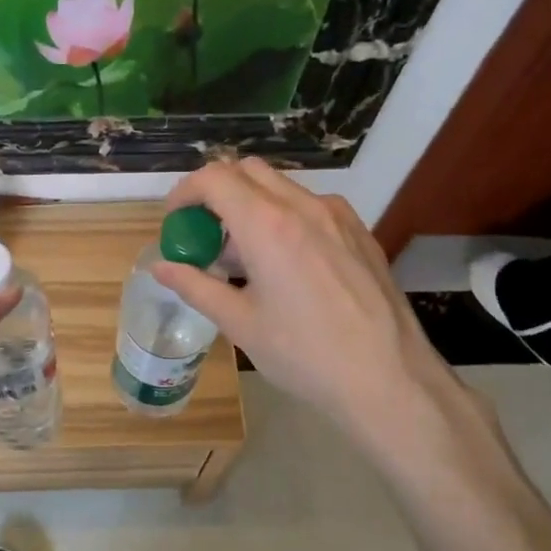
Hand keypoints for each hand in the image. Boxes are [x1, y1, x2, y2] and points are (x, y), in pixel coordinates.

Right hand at [152, 159, 487, 470]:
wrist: (390, 379)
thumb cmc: (304, 354)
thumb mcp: (240, 323)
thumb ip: (195, 286)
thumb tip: (160, 268)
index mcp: (267, 225)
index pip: (214, 178)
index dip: (185, 192)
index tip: (175, 220)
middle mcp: (303, 206)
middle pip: (248, 171)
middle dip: (217, 192)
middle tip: (204, 233)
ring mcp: (338, 216)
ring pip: (281, 187)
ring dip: (251, 205)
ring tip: (244, 256)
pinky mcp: (360, 232)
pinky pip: (310, 206)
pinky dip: (283, 217)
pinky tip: (285, 265)